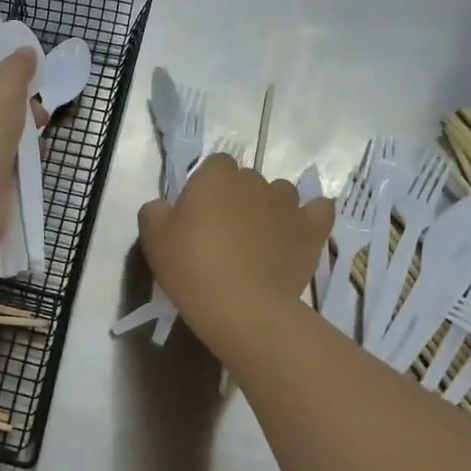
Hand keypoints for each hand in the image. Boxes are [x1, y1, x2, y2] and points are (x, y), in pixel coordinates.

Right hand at [138, 155, 331, 350]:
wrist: (241, 306)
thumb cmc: (191, 267)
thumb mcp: (152, 238)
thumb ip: (155, 211)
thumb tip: (163, 206)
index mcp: (216, 177)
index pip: (214, 165)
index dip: (206, 186)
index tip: (197, 213)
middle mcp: (255, 181)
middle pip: (246, 180)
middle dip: (237, 198)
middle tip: (223, 232)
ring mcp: (288, 205)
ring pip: (280, 194)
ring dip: (270, 208)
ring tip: (259, 239)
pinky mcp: (312, 230)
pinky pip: (318, 211)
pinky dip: (311, 216)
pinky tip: (300, 229)